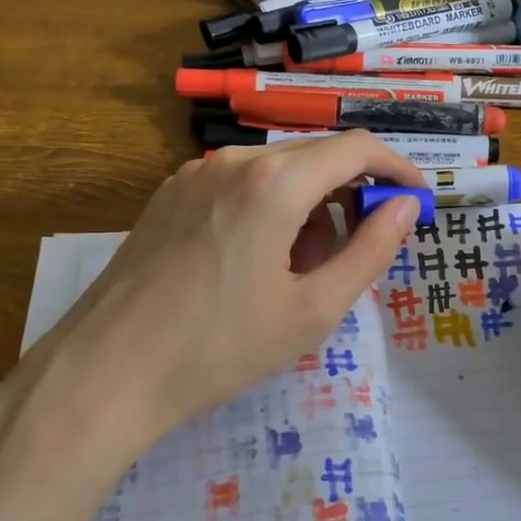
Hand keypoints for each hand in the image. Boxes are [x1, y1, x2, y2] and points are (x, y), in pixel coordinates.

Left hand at [0, 133, 423, 459]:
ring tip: (298, 272)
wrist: (105, 373)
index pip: (357, 148)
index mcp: (275, 182)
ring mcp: (195, 174)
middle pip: (317, 157)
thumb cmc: (220, 347)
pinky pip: (240, 184)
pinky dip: (269, 209)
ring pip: (278, 171)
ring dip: (308, 207)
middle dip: (350, 196)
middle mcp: (234, 160)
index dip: (396, 169)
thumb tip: (406, 207)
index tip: (415, 202)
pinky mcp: (170, 194)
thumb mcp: (313, 310)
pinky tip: (255, 263)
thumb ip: (370, 251)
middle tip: (356, 253)